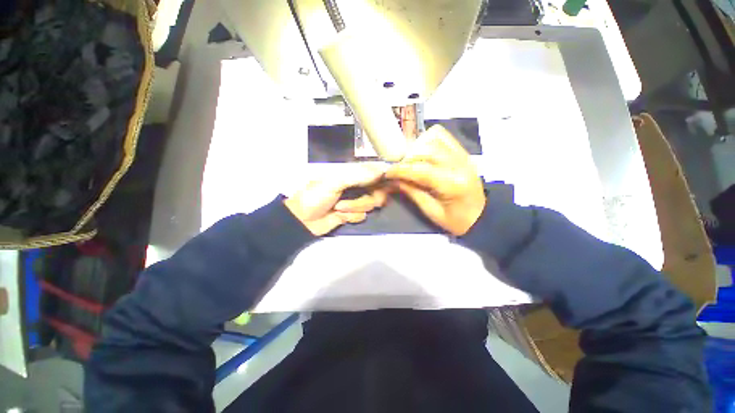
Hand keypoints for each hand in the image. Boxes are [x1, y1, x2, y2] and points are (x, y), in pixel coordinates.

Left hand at [284, 164, 390, 235]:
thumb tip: (381, 171)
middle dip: (364, 200)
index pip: (375, 174)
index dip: (383, 179)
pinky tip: (339, 216)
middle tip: (352, 200)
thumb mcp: (334, 182)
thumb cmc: (315, 196)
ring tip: (337, 208)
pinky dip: (350, 217)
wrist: (302, 220)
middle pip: (378, 193)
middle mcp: (357, 187)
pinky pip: (362, 216)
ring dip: (353, 208)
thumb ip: (357, 176)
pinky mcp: (352, 215)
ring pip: (370, 206)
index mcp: (352, 175)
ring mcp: (355, 202)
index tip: (388, 186)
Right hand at [385, 125, 485, 235]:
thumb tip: (394, 179)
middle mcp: (459, 164)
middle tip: (397, 168)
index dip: (400, 170)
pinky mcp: (462, 152)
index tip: (387, 173)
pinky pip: (443, 137)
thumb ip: (412, 192)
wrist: (481, 216)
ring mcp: (462, 155)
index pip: (420, 170)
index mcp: (452, 183)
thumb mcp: (431, 211)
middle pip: (426, 149)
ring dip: (417, 147)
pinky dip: (428, 140)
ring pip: (434, 138)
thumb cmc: (456, 220)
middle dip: (406, 158)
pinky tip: (421, 152)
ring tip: (409, 161)